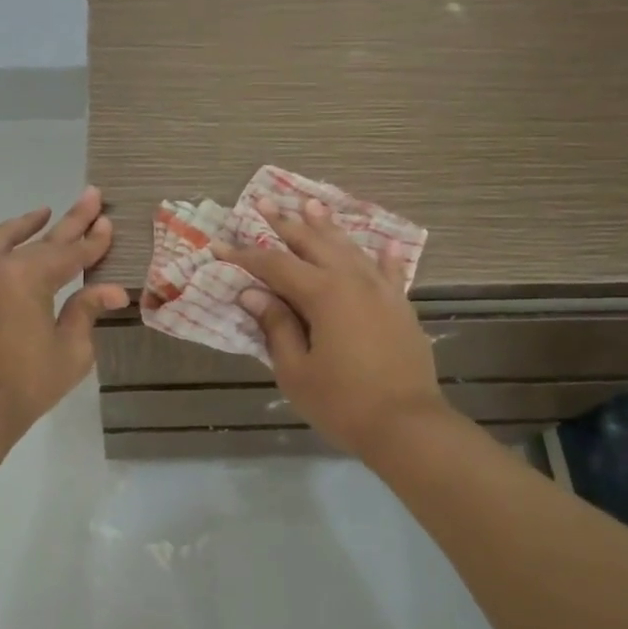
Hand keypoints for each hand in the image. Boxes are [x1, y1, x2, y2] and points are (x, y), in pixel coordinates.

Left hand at [0, 187, 129, 434]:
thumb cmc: (27, 384)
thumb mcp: (70, 350)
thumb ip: (86, 311)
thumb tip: (112, 289)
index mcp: (29, 279)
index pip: (70, 253)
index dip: (93, 241)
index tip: (108, 221)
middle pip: (41, 241)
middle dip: (69, 221)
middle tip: (90, 195)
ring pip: (2, 240)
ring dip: (25, 225)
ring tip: (43, 212)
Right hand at [214, 198, 445, 457]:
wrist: (408, 426)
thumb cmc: (342, 403)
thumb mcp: (296, 370)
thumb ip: (276, 327)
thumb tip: (254, 294)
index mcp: (323, 294)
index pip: (275, 265)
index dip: (245, 255)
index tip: (220, 245)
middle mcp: (353, 281)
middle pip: (313, 243)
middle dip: (285, 223)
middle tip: (263, 202)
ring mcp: (382, 291)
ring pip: (350, 249)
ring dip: (328, 227)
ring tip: (311, 204)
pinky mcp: (401, 308)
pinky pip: (390, 272)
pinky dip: (384, 256)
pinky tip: (384, 243)